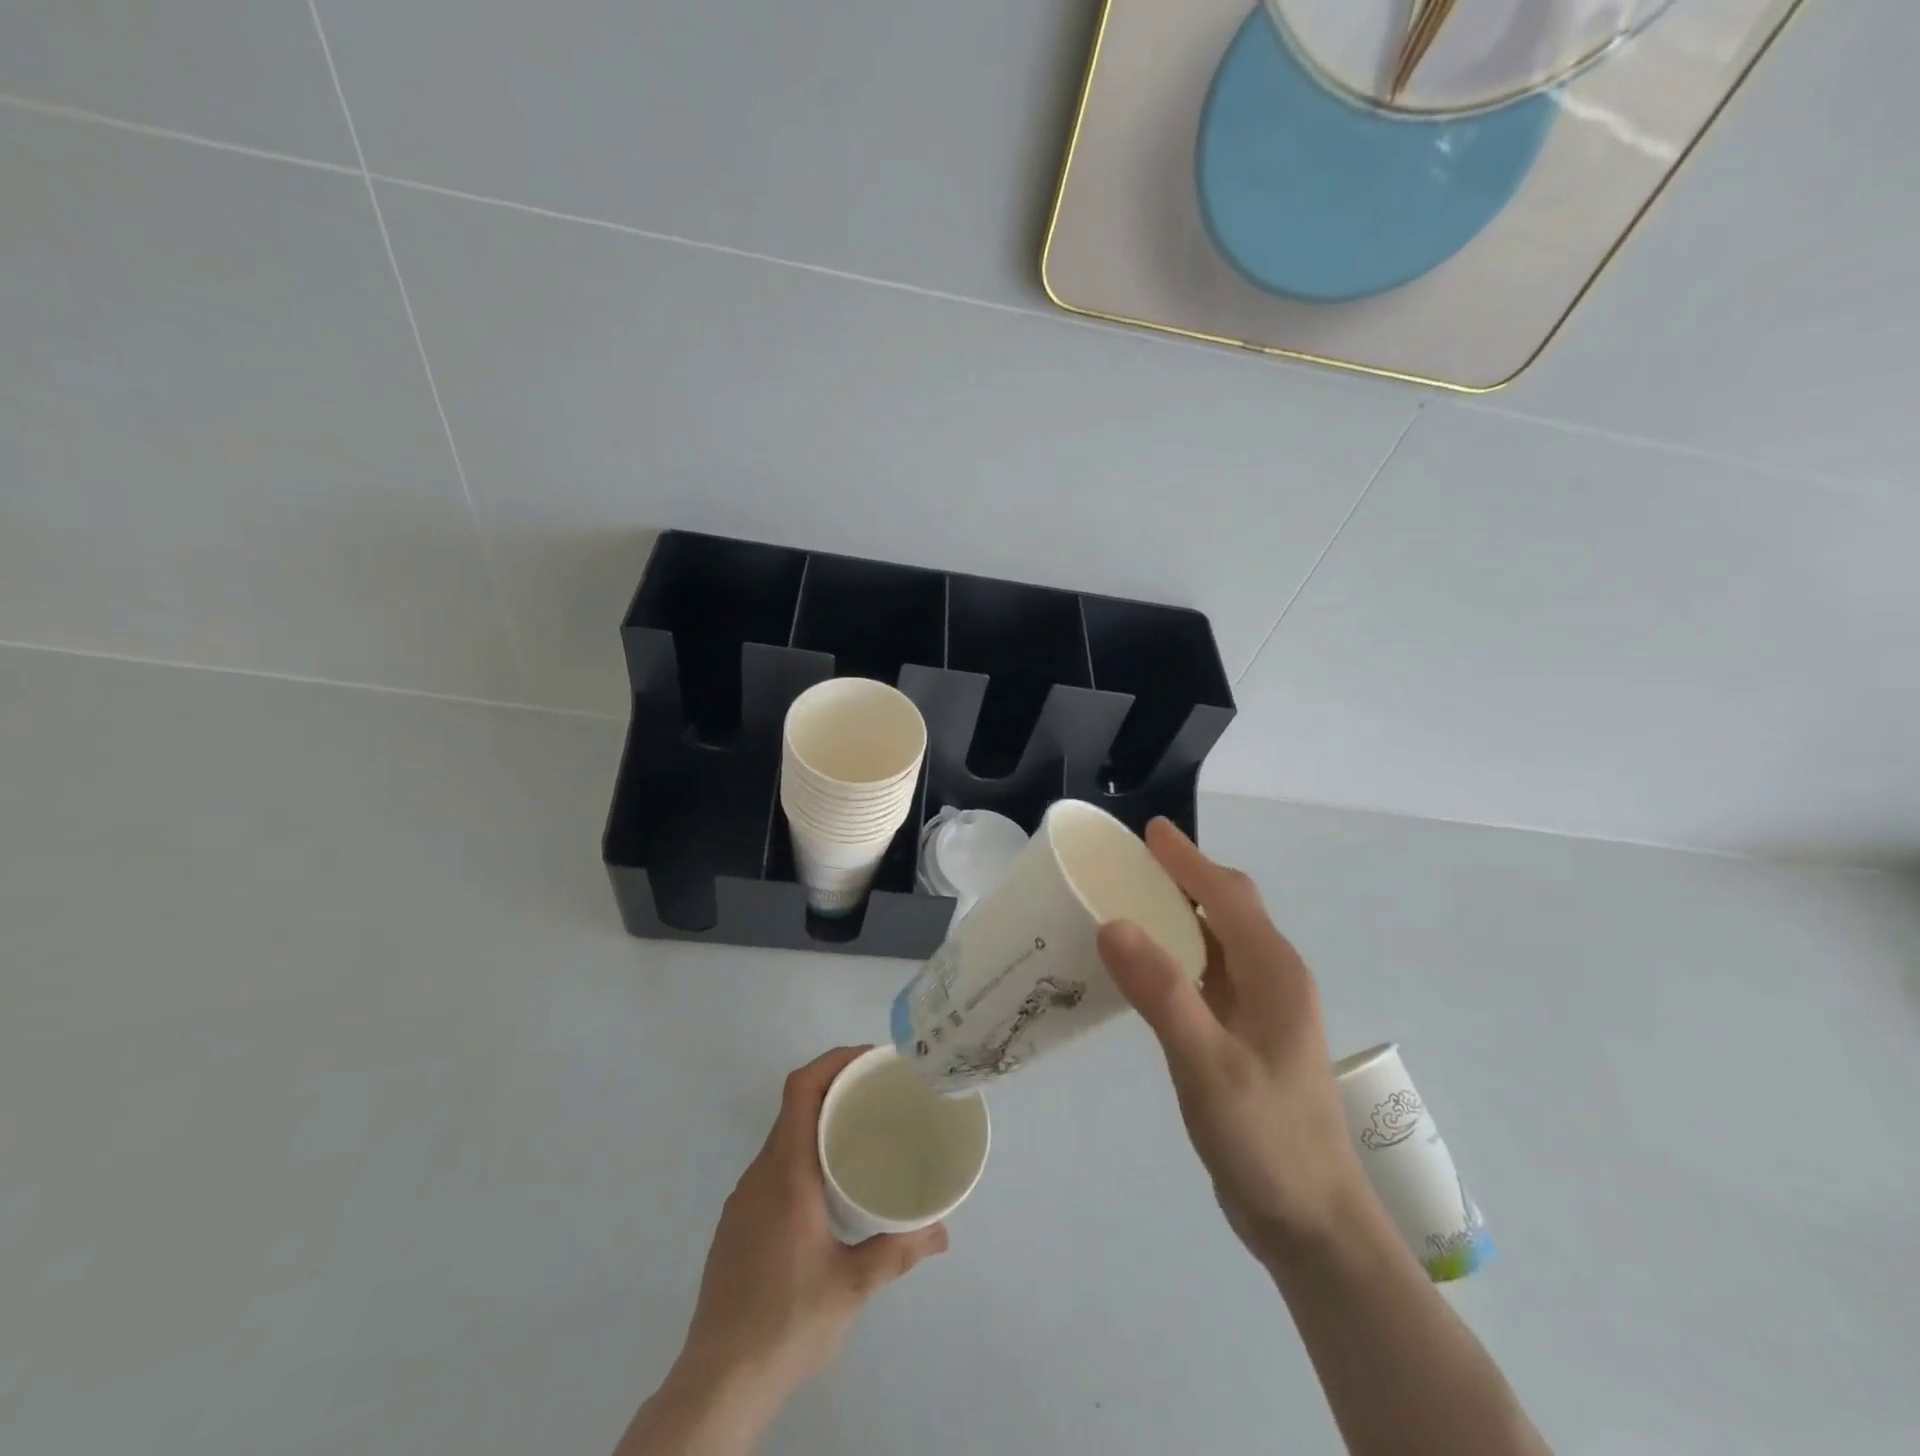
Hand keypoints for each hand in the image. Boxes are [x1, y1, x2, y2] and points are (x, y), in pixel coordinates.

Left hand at [677, 1047, 947, 1402]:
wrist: (718, 1383)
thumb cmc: (787, 1322)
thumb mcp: (853, 1285)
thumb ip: (898, 1251)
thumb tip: (941, 1232)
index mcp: (785, 1172)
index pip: (800, 1089)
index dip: (833, 1061)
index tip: (870, 1059)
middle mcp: (759, 1174)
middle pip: (793, 1107)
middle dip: (835, 1088)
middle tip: (878, 1095)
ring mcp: (742, 1199)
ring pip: (782, 1139)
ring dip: (817, 1123)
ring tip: (859, 1136)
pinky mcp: (736, 1224)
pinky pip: (773, 1167)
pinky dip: (801, 1155)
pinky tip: (826, 1188)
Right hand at [1097, 821, 1366, 1267]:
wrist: (1312, 1224)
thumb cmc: (1267, 1140)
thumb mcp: (1208, 1065)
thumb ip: (1162, 993)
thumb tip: (1112, 923)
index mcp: (1273, 973)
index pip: (1227, 896)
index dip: (1188, 860)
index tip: (1149, 832)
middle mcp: (1272, 980)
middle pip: (1228, 909)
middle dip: (1185, 877)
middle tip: (1130, 863)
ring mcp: (1261, 1011)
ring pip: (1218, 941)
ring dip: (1179, 914)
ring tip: (1129, 902)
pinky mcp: (1245, 1037)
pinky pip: (1208, 975)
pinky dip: (1177, 954)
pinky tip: (1145, 968)